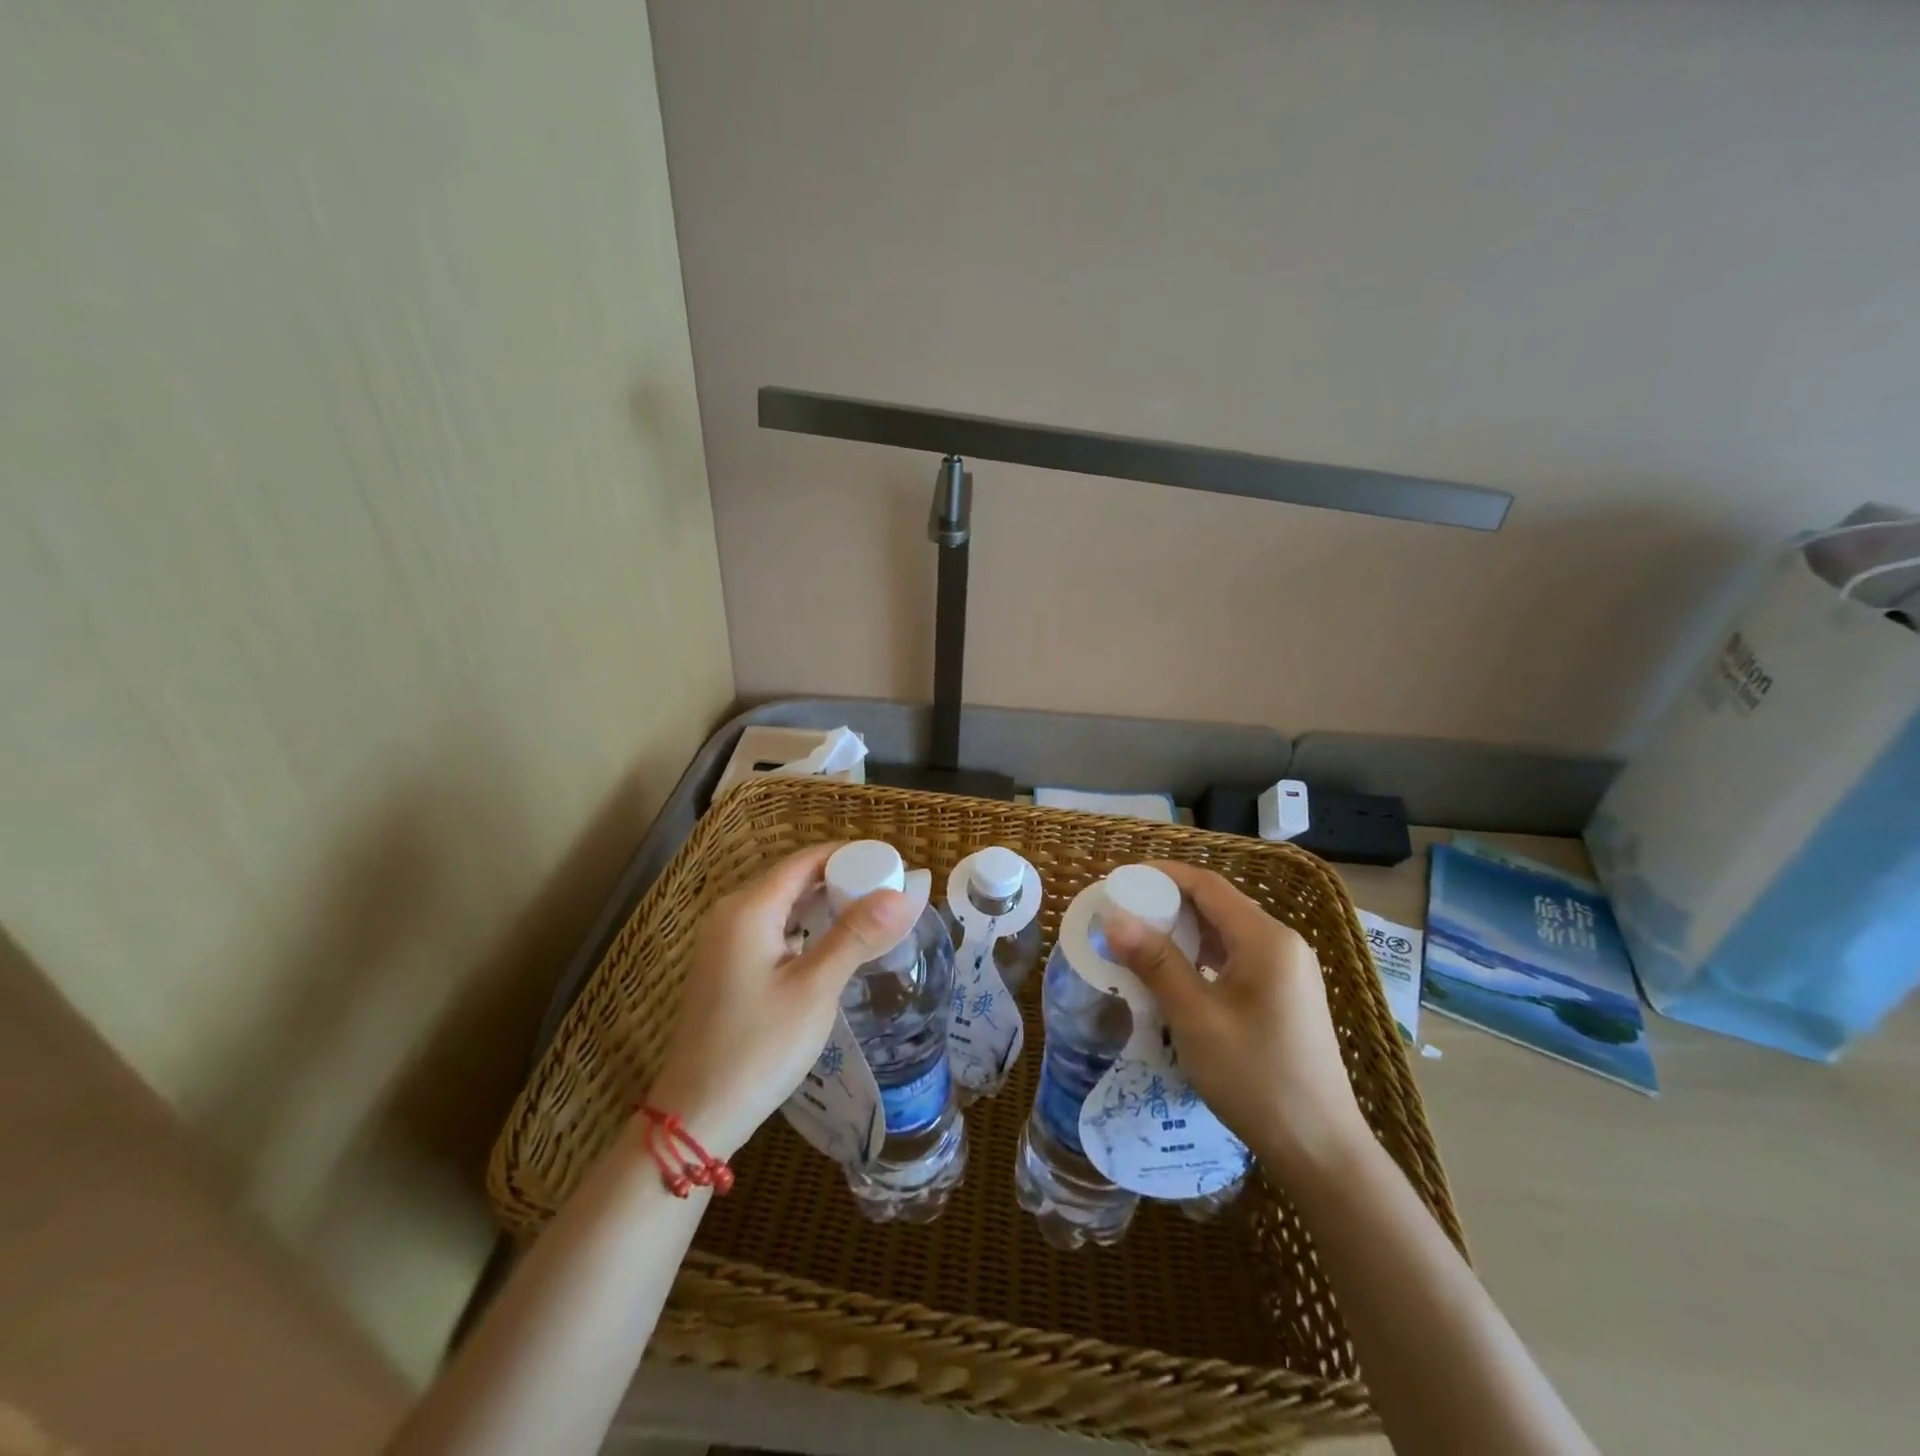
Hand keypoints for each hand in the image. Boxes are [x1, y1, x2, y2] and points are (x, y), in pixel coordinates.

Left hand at [647, 843, 917, 1158]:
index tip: (892, 865)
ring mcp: (724, 942)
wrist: (697, 1116)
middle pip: (793, 879)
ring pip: (783, 905)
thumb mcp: (815, 989)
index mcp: (748, 909)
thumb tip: (904, 894)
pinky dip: (806, 928)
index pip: (805, 860)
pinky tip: (832, 946)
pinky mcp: (727, 967)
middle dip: (841, 880)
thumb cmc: (758, 1048)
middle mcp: (731, 914)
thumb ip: (857, 935)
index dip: (850, 856)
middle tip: (889, 893)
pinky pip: (772, 929)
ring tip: (871, 916)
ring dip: (825, 905)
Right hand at [1101, 861, 1369, 1175]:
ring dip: (1184, 932)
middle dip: (1169, 903)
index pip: (1208, 885)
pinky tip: (1175, 976)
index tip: (1121, 879)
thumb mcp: (1195, 1017)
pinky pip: (1237, 959)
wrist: (1320, 1150)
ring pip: (1227, 934)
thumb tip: (1114, 918)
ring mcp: (1288, 972)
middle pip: (1218, 906)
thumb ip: (1155, 962)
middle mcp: (1283, 944)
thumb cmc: (1254, 1076)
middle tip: (1123, 913)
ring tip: (1139, 941)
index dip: (1163, 875)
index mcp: (1266, 939)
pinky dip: (1202, 957)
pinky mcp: (1286, 997)